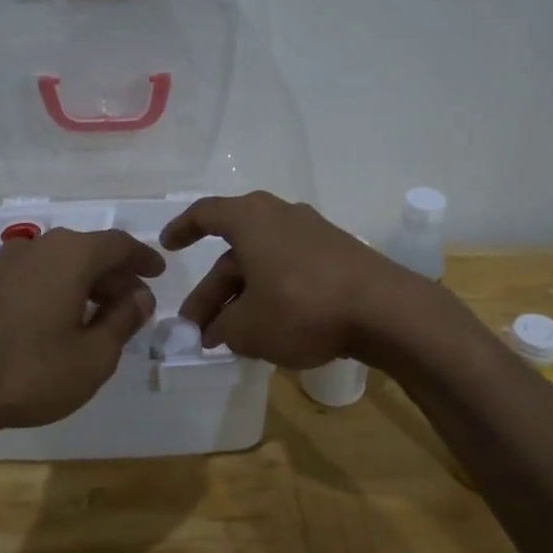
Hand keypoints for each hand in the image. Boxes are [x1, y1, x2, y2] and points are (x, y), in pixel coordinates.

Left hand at [0, 228, 164, 439]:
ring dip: (86, 284)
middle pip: (89, 252)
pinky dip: (58, 290)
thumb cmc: (28, 371)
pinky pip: (36, 277)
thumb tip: (140, 296)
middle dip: (116, 275)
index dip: (143, 258)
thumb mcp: (92, 357)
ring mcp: (5, 264)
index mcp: (71, 256)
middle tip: (135, 303)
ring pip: (60, 264)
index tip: (159, 272)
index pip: (118, 245)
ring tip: (100, 316)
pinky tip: (59, 322)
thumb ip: (122, 321)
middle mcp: (38, 248)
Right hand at [160, 191, 429, 368]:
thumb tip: (221, 330)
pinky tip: (271, 329)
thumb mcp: (248, 328)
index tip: (168, 246)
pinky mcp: (338, 256)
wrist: (384, 310)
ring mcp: (313, 234)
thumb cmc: (302, 307)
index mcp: (251, 219)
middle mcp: (281, 216)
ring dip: (242, 299)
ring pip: (263, 265)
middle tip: (199, 330)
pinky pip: (291, 271)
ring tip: (232, 339)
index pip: (205, 213)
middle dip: (213, 293)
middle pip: (235, 253)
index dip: (182, 229)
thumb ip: (224, 328)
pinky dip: (273, 296)